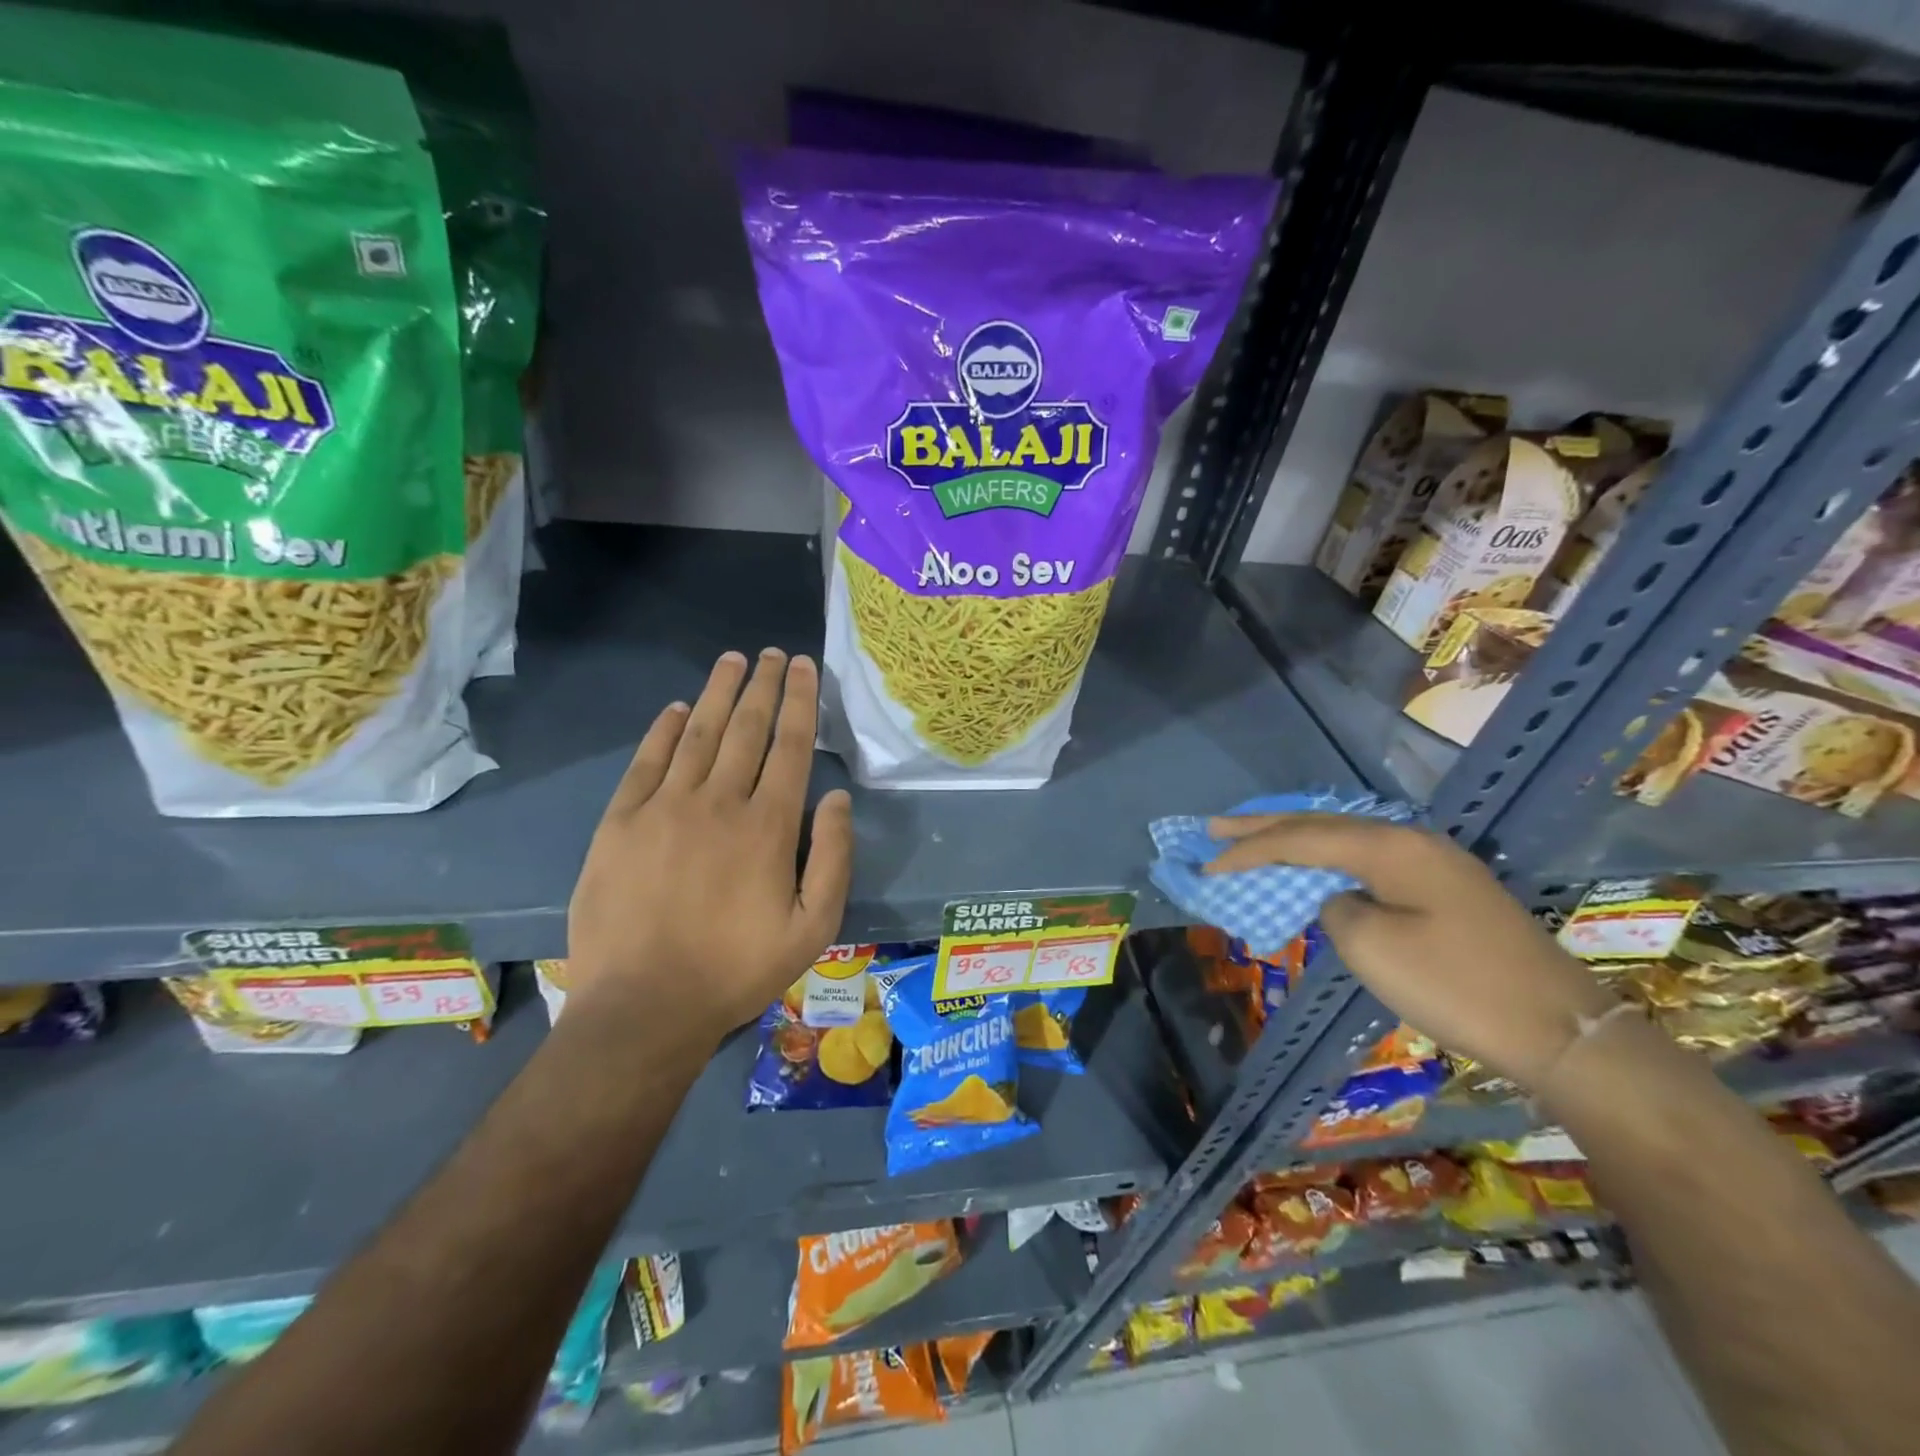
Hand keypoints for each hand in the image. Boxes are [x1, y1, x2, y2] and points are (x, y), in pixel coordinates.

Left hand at [567, 649, 852, 1040]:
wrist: (644, 1006)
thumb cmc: (737, 969)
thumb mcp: (813, 928)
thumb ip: (834, 859)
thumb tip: (838, 798)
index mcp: (769, 826)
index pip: (790, 746)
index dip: (800, 701)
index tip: (804, 667)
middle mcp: (718, 802)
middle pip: (746, 728)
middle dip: (764, 685)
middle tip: (773, 653)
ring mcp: (664, 808)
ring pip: (699, 734)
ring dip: (719, 693)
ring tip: (733, 661)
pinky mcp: (620, 823)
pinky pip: (647, 762)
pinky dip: (665, 729)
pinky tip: (679, 708)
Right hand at [1207, 814, 1615, 1090]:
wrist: (1562, 1031)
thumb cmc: (1457, 986)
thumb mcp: (1373, 949)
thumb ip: (1334, 910)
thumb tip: (1337, 899)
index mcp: (1390, 847)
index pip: (1300, 838)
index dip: (1249, 849)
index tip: (1207, 862)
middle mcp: (1410, 841)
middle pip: (1321, 826)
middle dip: (1263, 828)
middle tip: (1214, 828)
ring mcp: (1433, 863)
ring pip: (1345, 841)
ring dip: (1295, 842)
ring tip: (1252, 840)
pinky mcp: (1446, 889)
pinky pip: (1368, 861)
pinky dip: (1328, 862)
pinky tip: (1314, 866)